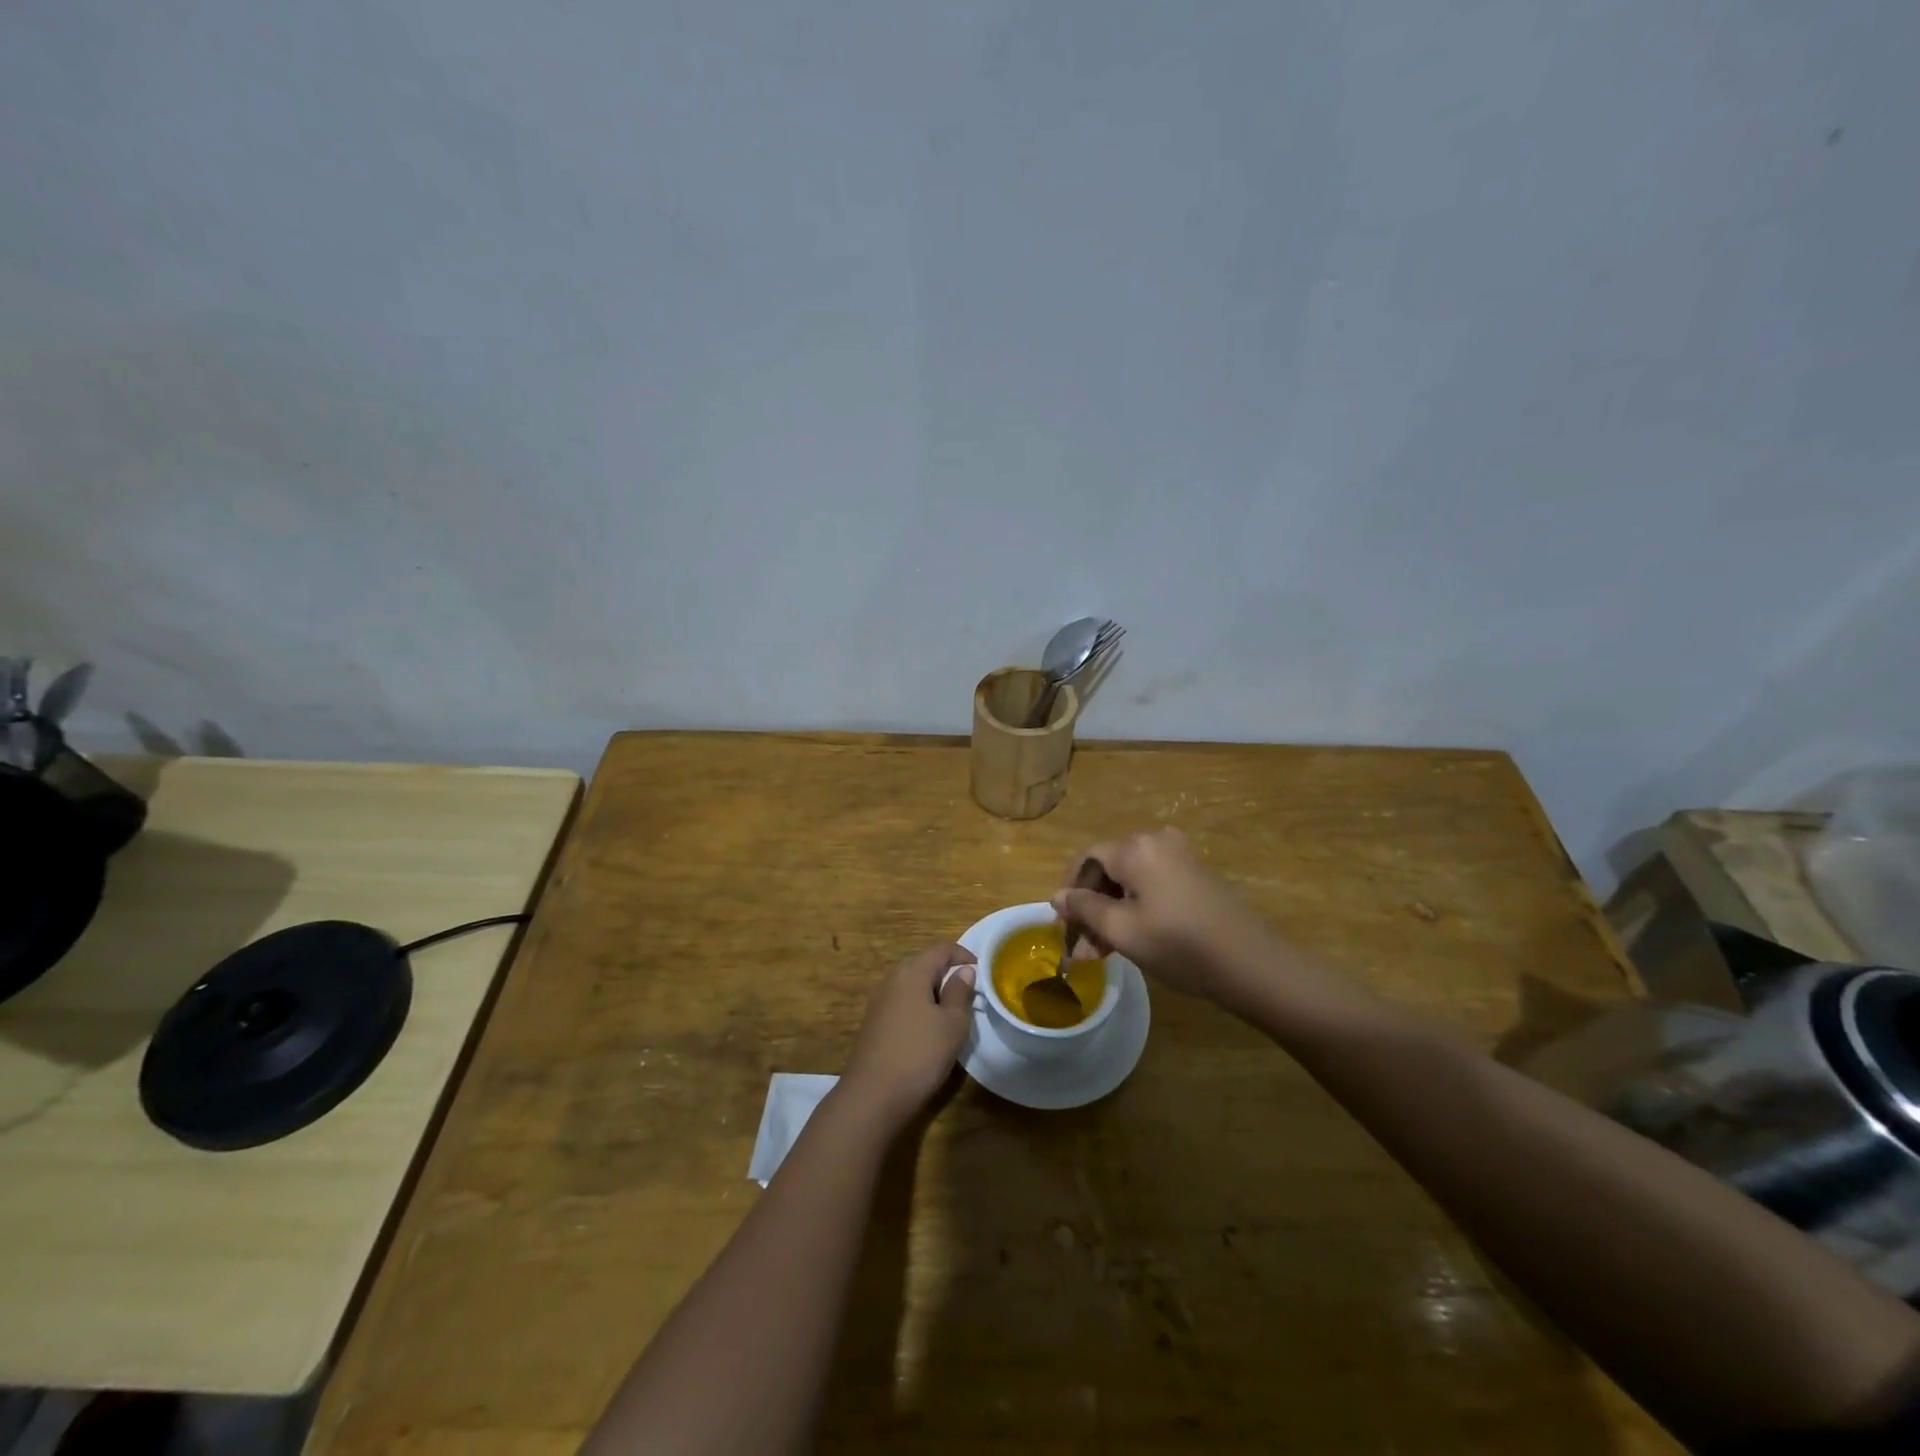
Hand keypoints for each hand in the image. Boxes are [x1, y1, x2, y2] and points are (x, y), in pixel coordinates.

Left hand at [838, 942, 976, 1130]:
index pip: (941, 949)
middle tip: (969, 994)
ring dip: (934, 992)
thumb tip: (963, 970)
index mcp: (912, 972)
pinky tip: (928, 1031)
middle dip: (948, 974)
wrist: (872, 1096)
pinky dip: (919, 1007)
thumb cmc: (920, 1054)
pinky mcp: (874, 1023)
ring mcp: (879, 1001)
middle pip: (924, 964)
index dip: (964, 955)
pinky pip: (902, 1003)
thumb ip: (960, 992)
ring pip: (912, 985)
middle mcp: (892, 979)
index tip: (982, 971)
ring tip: (952, 1014)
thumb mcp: (952, 1024)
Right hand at [1052, 828, 1278, 1005]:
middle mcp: (1156, 841)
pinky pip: (1151, 883)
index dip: (1069, 891)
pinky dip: (1135, 907)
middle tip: (1083, 945)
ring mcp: (1179, 856)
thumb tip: (1058, 896)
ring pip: (1129, 879)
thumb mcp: (1122, 930)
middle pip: (1108, 868)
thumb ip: (1084, 909)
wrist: (1251, 963)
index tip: (1063, 926)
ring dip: (1111, 911)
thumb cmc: (1178, 945)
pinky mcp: (1195, 874)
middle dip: (1090, 906)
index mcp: (1135, 848)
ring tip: (1103, 951)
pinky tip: (1131, 938)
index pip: (1086, 859)